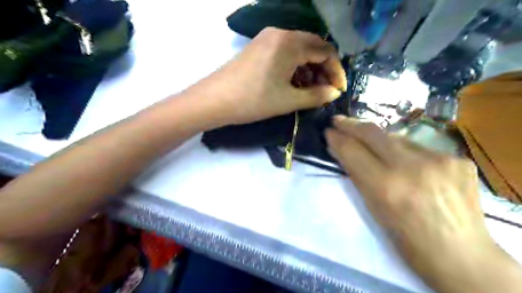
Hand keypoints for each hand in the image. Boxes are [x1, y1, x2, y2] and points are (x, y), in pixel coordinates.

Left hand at [191, 28, 345, 125]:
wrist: (214, 100)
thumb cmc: (253, 101)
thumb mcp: (288, 101)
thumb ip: (316, 96)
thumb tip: (334, 93)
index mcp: (290, 43)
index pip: (325, 51)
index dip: (336, 71)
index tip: (338, 90)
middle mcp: (280, 33)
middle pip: (313, 47)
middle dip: (324, 69)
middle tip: (325, 90)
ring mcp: (267, 38)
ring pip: (299, 49)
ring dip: (309, 68)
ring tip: (311, 90)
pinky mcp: (259, 46)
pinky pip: (285, 52)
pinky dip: (295, 66)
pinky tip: (294, 82)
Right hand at [325, 116, 519, 291]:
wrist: (461, 256)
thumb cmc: (406, 240)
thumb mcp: (373, 208)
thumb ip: (356, 174)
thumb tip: (340, 150)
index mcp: (386, 186)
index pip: (353, 150)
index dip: (337, 138)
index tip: (328, 131)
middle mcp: (412, 167)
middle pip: (373, 132)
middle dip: (352, 124)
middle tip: (338, 120)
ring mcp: (440, 159)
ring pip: (396, 137)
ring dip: (377, 138)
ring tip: (368, 142)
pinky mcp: (458, 159)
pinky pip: (419, 147)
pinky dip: (404, 151)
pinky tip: (404, 161)